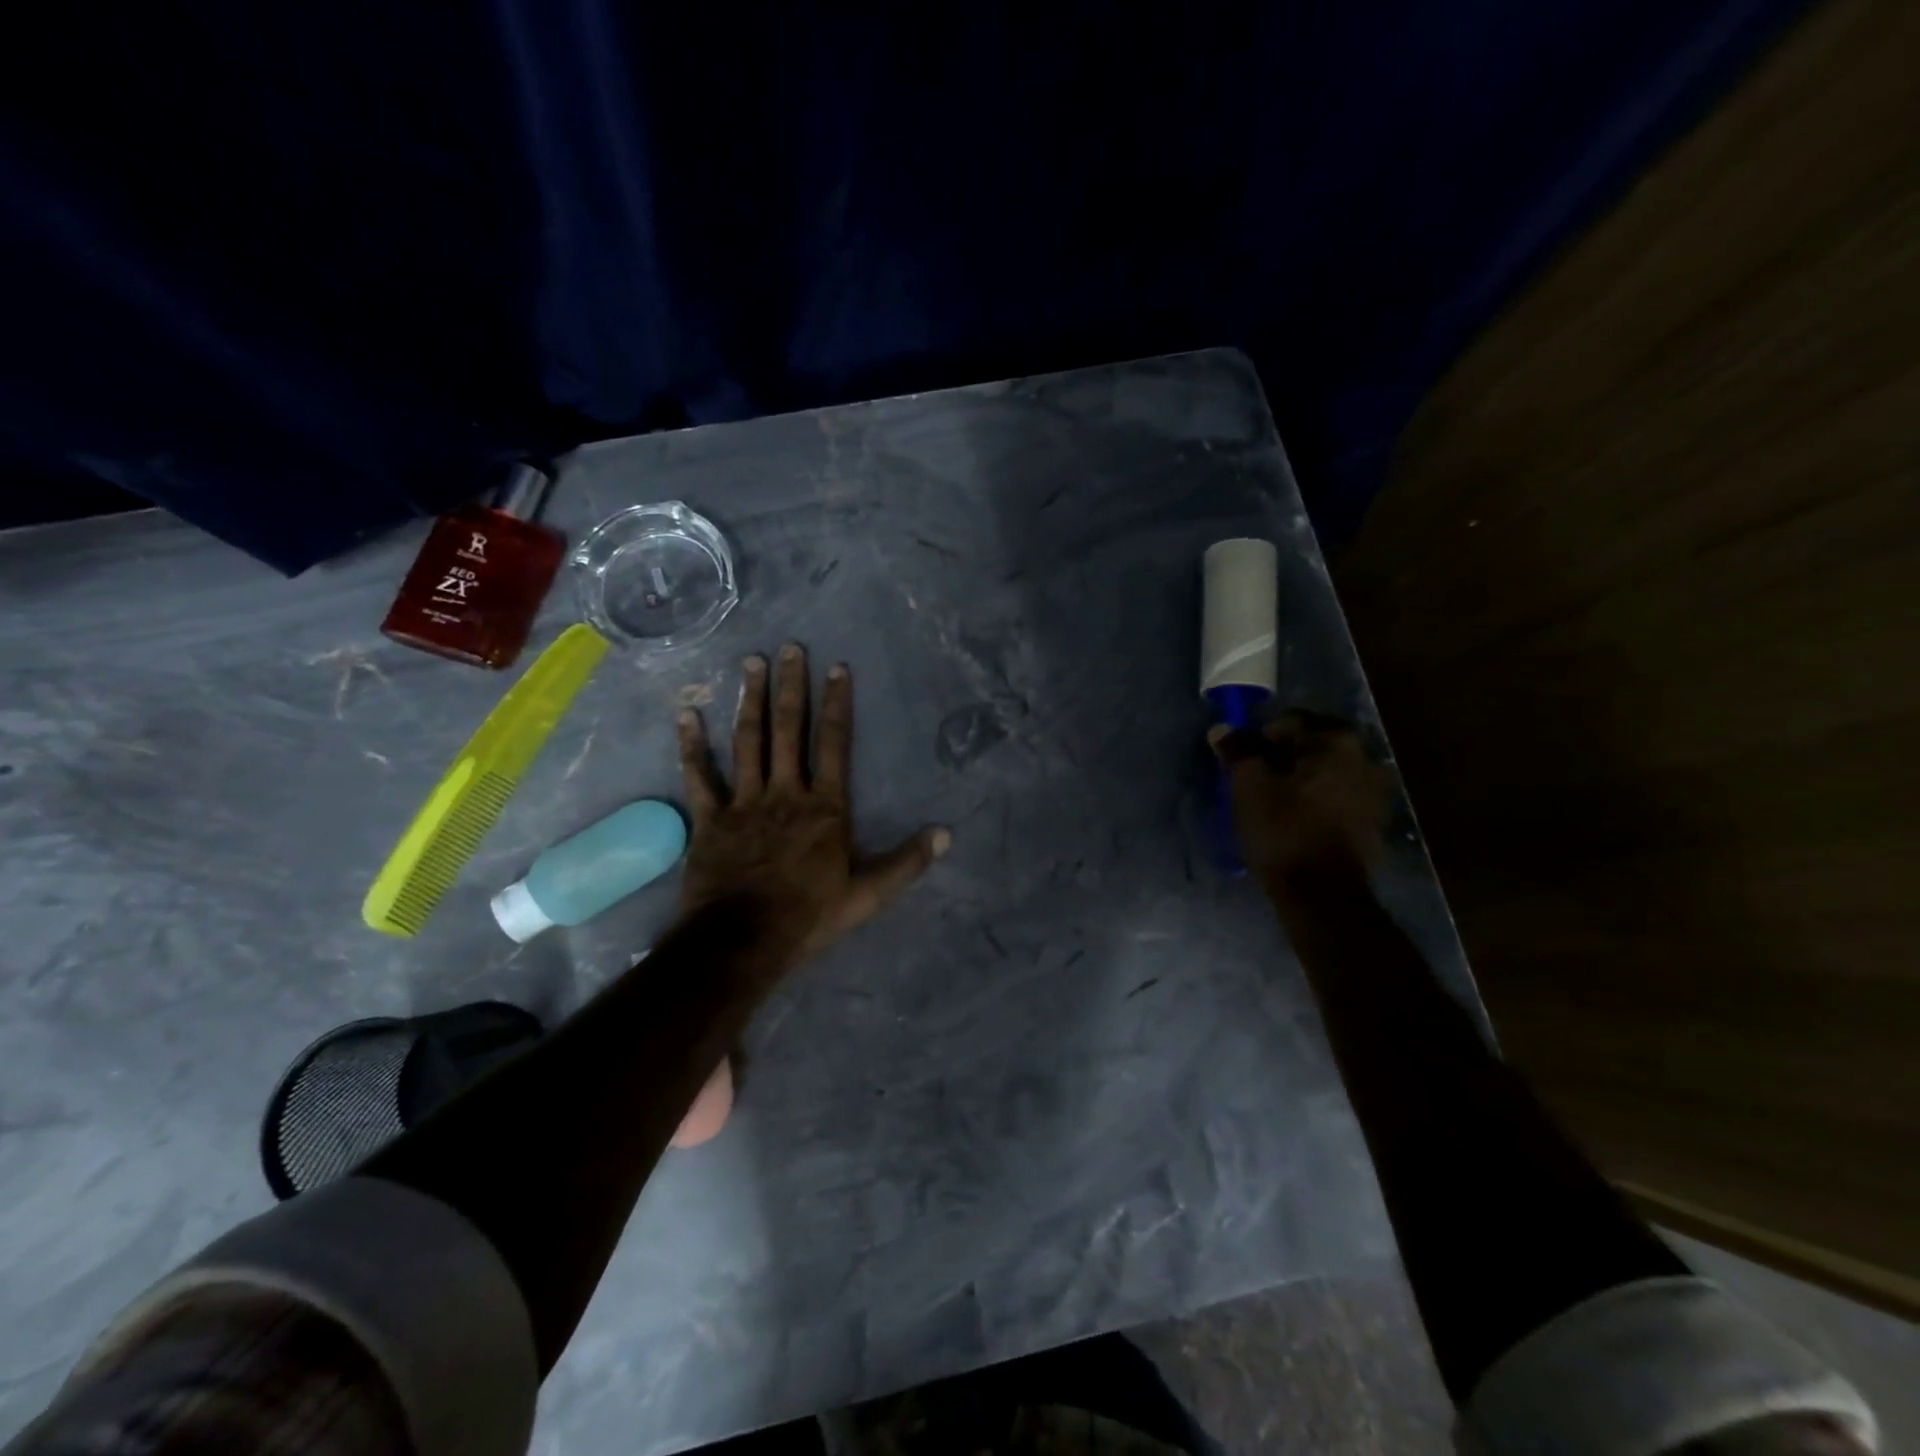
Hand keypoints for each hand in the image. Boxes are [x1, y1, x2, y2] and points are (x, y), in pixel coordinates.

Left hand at [677, 643, 950, 965]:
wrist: (743, 941)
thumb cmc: (808, 916)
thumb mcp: (868, 895)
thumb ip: (906, 863)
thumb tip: (945, 835)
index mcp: (824, 807)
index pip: (834, 744)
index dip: (837, 704)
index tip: (837, 668)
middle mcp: (785, 792)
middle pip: (788, 730)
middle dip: (791, 686)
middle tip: (790, 647)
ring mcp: (744, 802)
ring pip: (747, 741)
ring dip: (750, 700)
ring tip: (751, 662)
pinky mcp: (710, 819)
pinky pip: (699, 777)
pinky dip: (692, 746)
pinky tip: (687, 714)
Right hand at [1210, 710, 1389, 886]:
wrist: (1322, 895)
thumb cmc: (1284, 831)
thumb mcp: (1250, 787)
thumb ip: (1238, 752)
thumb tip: (1222, 729)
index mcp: (1338, 742)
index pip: (1291, 721)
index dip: (1261, 736)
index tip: (1242, 758)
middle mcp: (1365, 759)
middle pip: (1312, 745)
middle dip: (1282, 756)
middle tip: (1254, 777)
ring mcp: (1374, 792)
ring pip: (1325, 772)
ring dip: (1299, 778)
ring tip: (1271, 799)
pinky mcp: (1373, 822)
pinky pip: (1337, 796)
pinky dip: (1315, 799)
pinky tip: (1294, 818)